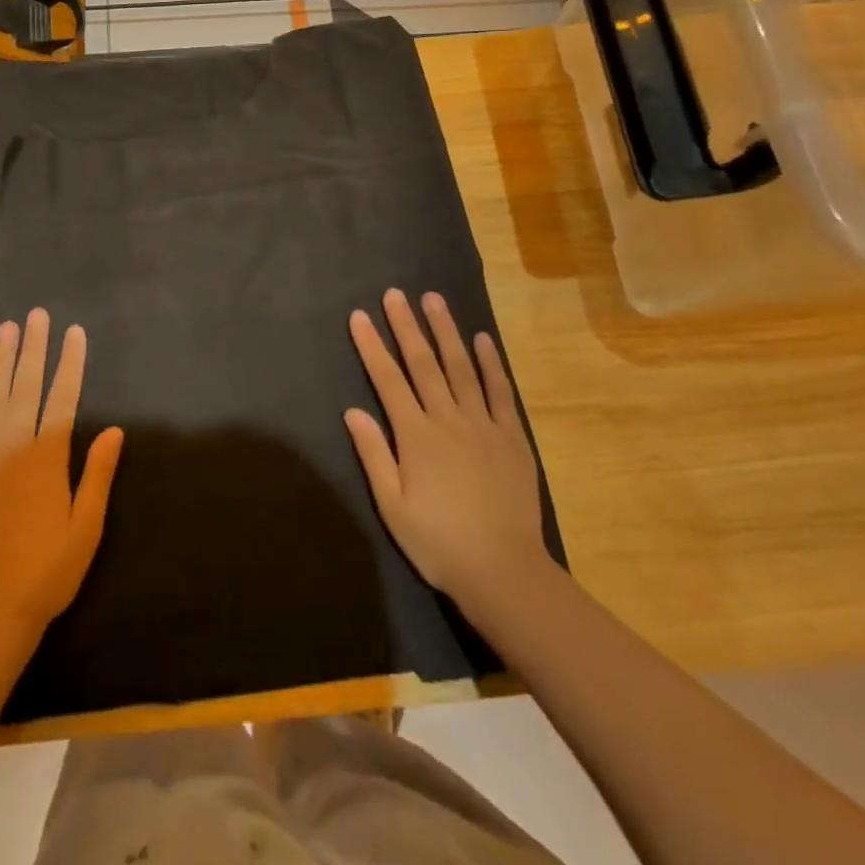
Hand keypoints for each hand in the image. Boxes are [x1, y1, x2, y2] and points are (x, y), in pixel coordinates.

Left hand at [0, 308, 123, 639]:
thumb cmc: (48, 571)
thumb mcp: (86, 526)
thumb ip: (97, 473)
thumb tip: (114, 429)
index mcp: (47, 459)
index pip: (63, 398)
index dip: (70, 363)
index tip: (74, 332)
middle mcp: (12, 449)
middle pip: (25, 388)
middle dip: (33, 349)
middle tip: (36, 314)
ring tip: (5, 329)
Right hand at [344, 289, 554, 622]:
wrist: (503, 571)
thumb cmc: (439, 542)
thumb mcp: (393, 507)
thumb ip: (374, 455)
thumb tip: (353, 412)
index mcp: (417, 436)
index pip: (388, 381)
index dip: (372, 347)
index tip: (360, 317)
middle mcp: (449, 420)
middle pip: (424, 364)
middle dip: (407, 326)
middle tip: (395, 294)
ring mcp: (484, 425)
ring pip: (462, 368)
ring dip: (446, 332)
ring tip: (434, 300)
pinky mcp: (511, 437)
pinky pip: (500, 392)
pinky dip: (491, 364)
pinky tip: (483, 339)